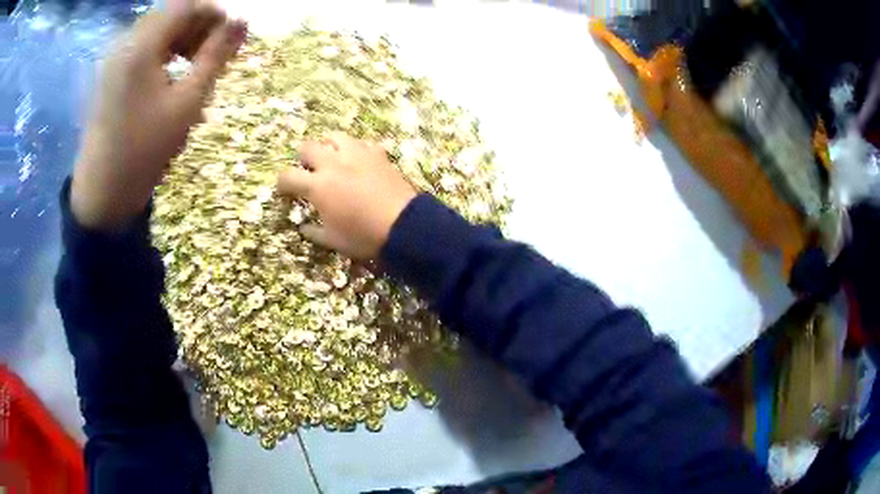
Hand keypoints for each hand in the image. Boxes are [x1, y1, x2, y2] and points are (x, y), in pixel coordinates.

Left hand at [70, 2, 246, 230]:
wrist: (101, 196)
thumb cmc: (144, 152)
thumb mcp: (187, 103)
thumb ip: (216, 57)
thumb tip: (243, 22)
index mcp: (142, 46)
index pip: (186, 5)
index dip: (213, 13)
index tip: (229, 36)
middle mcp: (125, 43)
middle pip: (170, 14)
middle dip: (197, 26)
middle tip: (213, 54)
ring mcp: (113, 60)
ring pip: (156, 30)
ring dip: (181, 39)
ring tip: (194, 67)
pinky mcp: (109, 76)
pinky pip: (141, 48)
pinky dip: (162, 53)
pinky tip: (170, 77)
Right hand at [277, 134, 416, 258]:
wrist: (404, 226)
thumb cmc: (364, 236)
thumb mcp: (334, 240)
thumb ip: (315, 232)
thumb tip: (303, 229)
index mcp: (318, 185)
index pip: (288, 176)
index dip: (282, 183)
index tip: (284, 189)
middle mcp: (333, 163)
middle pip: (307, 147)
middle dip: (302, 158)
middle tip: (308, 170)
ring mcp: (357, 154)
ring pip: (334, 136)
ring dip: (328, 146)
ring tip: (332, 159)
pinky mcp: (377, 154)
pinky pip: (362, 143)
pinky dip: (356, 149)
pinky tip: (359, 161)